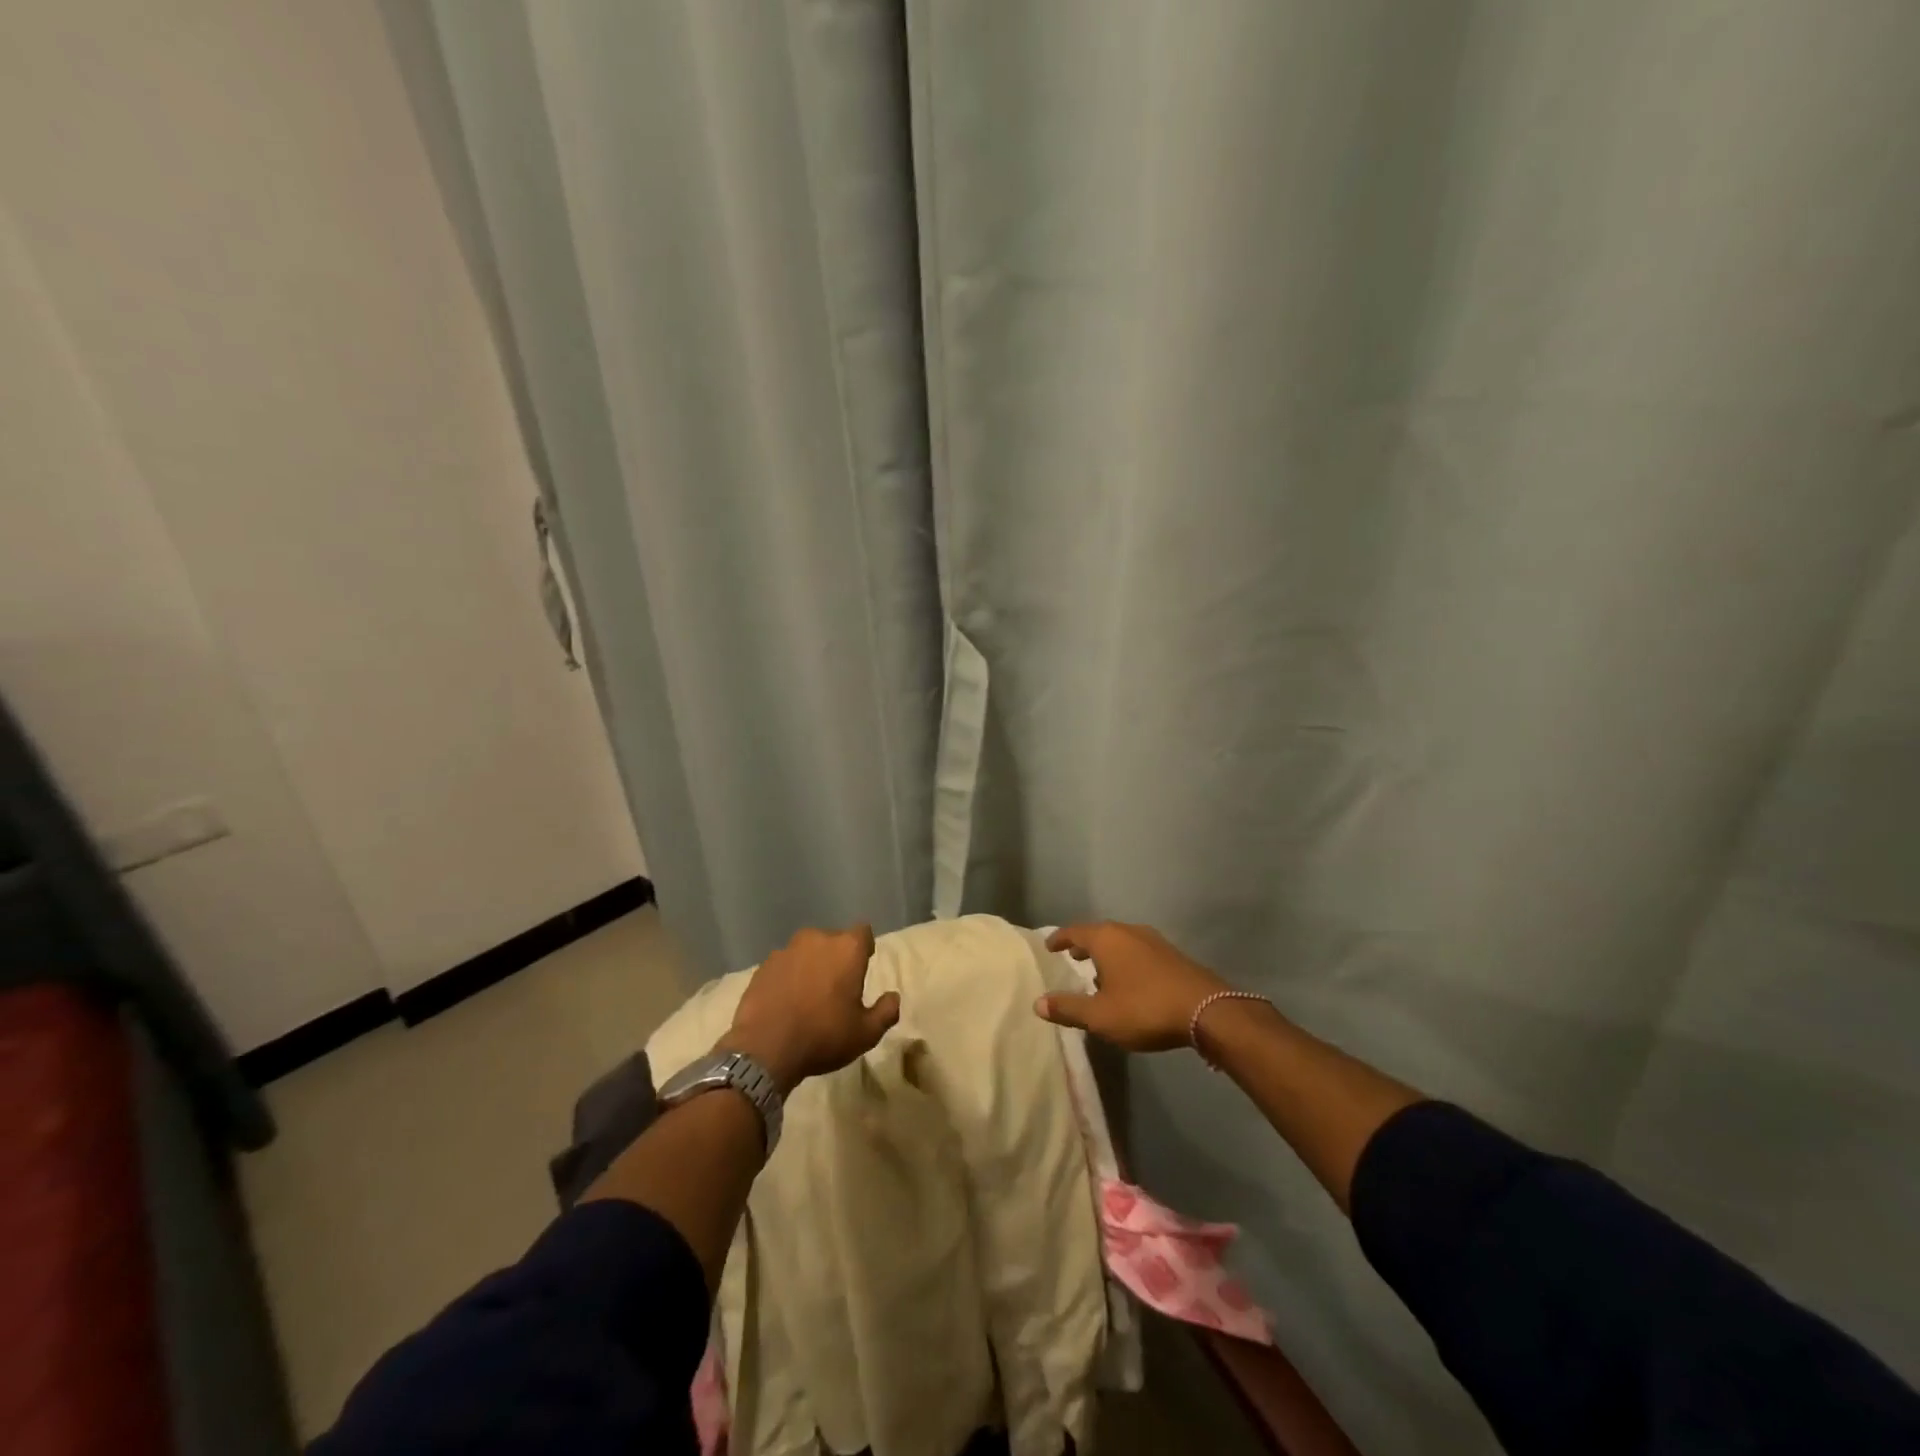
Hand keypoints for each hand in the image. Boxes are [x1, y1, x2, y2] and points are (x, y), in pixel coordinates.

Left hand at [719, 924, 898, 1091]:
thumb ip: (886, 1012)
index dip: (864, 948)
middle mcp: (817, 939)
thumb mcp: (866, 1033)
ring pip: (806, 951)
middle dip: (836, 958)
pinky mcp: (763, 966)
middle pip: (833, 940)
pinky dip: (787, 977)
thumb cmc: (823, 1036)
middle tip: (836, 987)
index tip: (862, 967)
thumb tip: (893, 997)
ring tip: (807, 995)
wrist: (765, 1048)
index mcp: (847, 948)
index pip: (864, 933)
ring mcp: (786, 950)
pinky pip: (784, 965)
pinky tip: (785, 1002)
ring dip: (810, 966)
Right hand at [1034, 921, 1229, 1051]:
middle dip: (1084, 944)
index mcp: (1106, 939)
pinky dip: (1126, 960)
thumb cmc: (1144, 1008)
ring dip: (1107, 954)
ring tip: (1099, 973)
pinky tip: (1129, 982)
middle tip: (1072, 957)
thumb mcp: (1100, 1016)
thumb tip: (1038, 1003)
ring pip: (1121, 942)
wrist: (1207, 1011)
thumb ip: (1068, 1008)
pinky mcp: (1172, 955)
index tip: (1049, 946)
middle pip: (1099, 933)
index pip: (1074, 931)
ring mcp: (1154, 941)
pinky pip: (1138, 951)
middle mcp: (1128, 931)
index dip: (1059, 938)